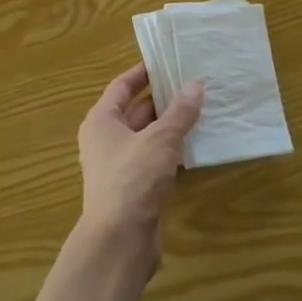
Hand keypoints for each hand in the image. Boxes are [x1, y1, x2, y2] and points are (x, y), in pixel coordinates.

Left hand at [76, 65, 203, 266]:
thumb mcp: (160, 139)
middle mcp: (105, 140)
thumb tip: (195, 85)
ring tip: (200, 109)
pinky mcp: (133, 189)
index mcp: (101, 121)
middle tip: (193, 83)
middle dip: (162, 98)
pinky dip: (171, 150)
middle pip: (134, 110)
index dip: (143, 72)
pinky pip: (153, 159)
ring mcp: (118, 166)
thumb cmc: (132, 178)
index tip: (167, 60)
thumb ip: (179, 112)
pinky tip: (194, 145)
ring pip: (146, 136)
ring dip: (169, 125)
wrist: (119, 240)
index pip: (121, 86)